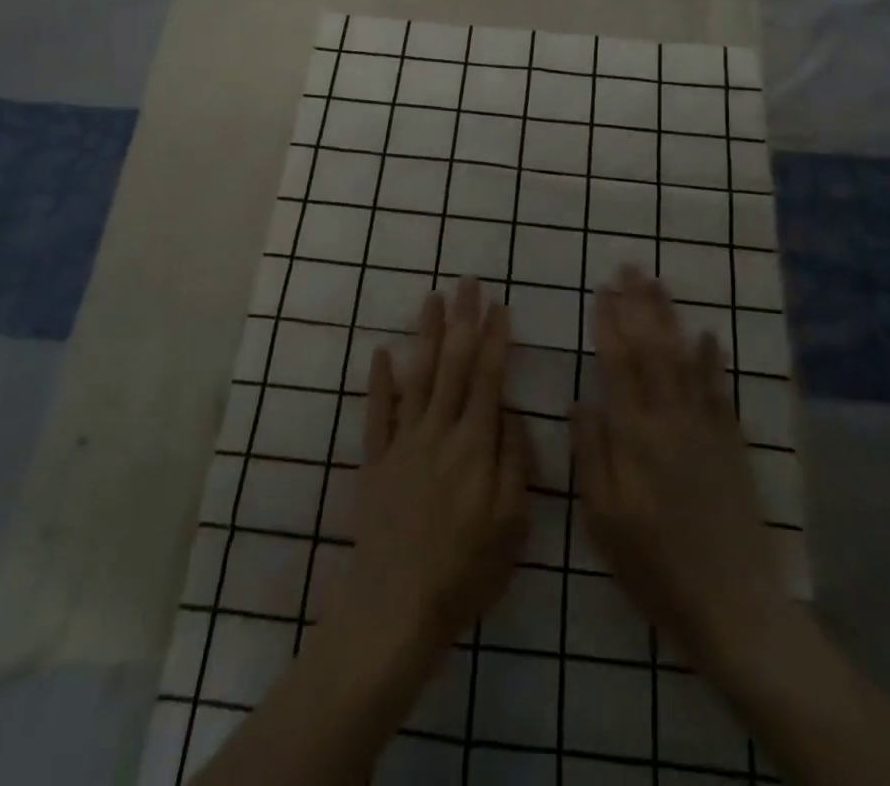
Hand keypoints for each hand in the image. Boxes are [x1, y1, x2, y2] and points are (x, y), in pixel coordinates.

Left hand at [334, 281, 528, 657]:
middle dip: (463, 320)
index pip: (488, 378)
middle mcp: (439, 431)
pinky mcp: (375, 459)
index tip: (500, 306)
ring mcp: (403, 442)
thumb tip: (510, 413)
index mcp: (475, 446)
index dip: (495, 339)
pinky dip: (379, 379)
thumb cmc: (464, 571)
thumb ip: (514, 463)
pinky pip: (377, 411)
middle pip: (454, 364)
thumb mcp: (511, 526)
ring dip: (426, 334)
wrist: (394, 607)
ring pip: (418, 376)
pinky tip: (382, 350)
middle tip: (468, 283)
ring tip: (433, 298)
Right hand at [574, 268, 783, 672]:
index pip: (619, 365)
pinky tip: (707, 334)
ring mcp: (705, 428)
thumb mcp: (603, 520)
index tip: (602, 291)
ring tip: (659, 284)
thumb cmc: (654, 566)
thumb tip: (580, 400)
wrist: (732, 605)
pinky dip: (711, 358)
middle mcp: (670, 420)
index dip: (610, 324)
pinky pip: (718, 389)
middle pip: (653, 349)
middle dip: (639, 305)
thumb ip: (592, 454)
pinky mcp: (730, 443)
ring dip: (670, 318)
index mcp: (635, 437)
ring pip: (684, 358)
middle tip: (630, 268)